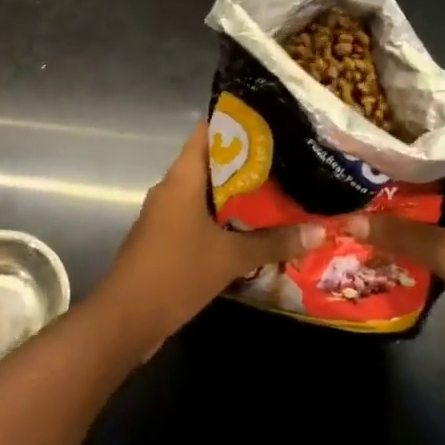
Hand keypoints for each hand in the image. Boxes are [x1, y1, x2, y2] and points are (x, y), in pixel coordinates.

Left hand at [95, 122, 324, 352]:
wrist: (126, 319)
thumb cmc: (176, 272)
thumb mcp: (230, 257)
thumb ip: (274, 242)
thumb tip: (319, 231)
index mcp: (182, 177)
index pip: (207, 132)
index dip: (237, 125)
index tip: (271, 126)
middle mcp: (172, 187)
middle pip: (212, 163)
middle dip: (247, 165)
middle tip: (287, 164)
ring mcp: (166, 214)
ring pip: (206, 193)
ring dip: (237, 196)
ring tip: (278, 195)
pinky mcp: (166, 238)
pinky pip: (199, 217)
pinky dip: (223, 220)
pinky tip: (252, 231)